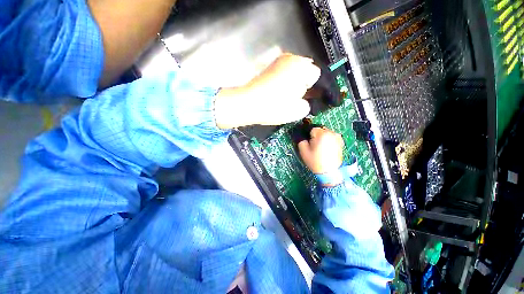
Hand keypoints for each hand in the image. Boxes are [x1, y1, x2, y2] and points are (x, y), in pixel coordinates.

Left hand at [214, 53, 320, 128]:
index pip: (315, 75)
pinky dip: (282, 80)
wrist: (248, 104)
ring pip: (293, 71)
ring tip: (282, 95)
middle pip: (304, 70)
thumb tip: (304, 100)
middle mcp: (290, 57)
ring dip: (292, 81)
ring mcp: (277, 60)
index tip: (303, 97)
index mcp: (301, 67)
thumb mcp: (298, 110)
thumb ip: (308, 104)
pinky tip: (275, 91)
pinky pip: (282, 72)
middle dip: (301, 83)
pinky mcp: (268, 66)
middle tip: (293, 97)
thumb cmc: (274, 107)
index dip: (311, 88)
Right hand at [298, 127, 343, 178]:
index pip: (312, 129)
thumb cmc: (315, 161)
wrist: (329, 172)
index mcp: (322, 134)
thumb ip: (301, 140)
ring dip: (322, 138)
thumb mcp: (303, 151)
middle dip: (316, 136)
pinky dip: (328, 141)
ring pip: (325, 133)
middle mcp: (331, 133)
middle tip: (314, 147)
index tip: (309, 144)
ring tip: (320, 149)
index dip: (308, 136)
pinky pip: (331, 137)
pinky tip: (326, 149)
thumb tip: (301, 135)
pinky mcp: (340, 142)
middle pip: (319, 130)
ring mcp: (337, 137)